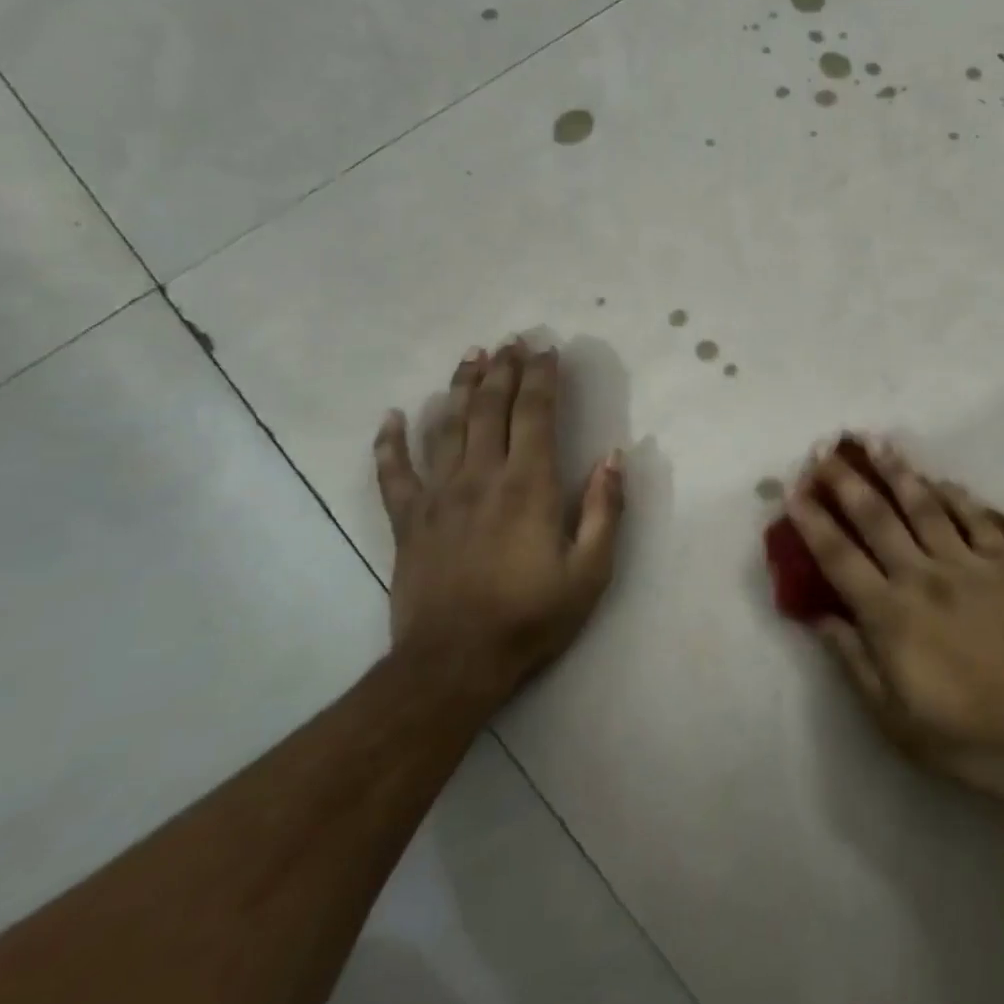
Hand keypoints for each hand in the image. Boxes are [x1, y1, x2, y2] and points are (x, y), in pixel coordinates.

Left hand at [373, 340, 622, 712]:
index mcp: (530, 486)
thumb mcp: (590, 571)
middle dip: (503, 369)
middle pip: (491, 408)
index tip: (547, 350)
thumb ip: (605, 510)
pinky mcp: (406, 521)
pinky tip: (392, 416)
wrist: (454, 663)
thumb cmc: (531, 617)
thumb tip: (614, 456)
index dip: (542, 377)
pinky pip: (393, 472)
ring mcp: (438, 496)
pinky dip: (390, 442)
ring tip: (471, 356)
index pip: (536, 414)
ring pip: (447, 427)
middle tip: (510, 341)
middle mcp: (482, 477)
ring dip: (460, 387)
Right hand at [787, 440, 1003, 797]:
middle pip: (877, 518)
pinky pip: (976, 518)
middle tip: (823, 450)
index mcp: (892, 615)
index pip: (839, 557)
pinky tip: (941, 479)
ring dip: (897, 471)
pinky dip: (956, 495)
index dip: (812, 522)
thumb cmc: (970, 736)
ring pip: (925, 506)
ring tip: (876, 442)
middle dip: (846, 481)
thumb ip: (854, 661)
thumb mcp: (896, 720)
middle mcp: (924, 577)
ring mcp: (969, 565)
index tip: (793, 490)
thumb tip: (819, 617)